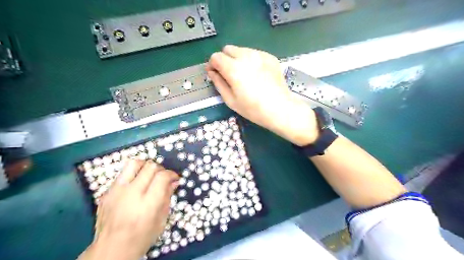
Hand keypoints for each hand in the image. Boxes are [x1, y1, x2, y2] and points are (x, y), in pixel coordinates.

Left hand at [77, 159, 178, 259]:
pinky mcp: (106, 192)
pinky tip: (135, 186)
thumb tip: (174, 181)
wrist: (110, 250)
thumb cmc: (141, 238)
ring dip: (145, 166)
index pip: (162, 176)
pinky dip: (133, 175)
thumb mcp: (161, 220)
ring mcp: (116, 192)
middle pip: (150, 167)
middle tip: (162, 177)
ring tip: (149, 175)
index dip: (171, 174)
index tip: (174, 178)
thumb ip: (167, 197)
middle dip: (161, 169)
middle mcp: (131, 194)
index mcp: (147, 204)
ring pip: (134, 163)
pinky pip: (122, 174)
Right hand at [206, 44, 319, 146]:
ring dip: (237, 59)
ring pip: (241, 50)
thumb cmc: (253, 109)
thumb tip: (212, 73)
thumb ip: (218, 83)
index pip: (216, 57)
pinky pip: (254, 53)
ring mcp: (260, 55)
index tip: (213, 72)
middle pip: (228, 49)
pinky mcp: (270, 57)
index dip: (212, 64)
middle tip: (227, 73)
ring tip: (242, 74)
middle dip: (224, 59)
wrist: (280, 109)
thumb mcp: (231, 100)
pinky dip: (250, 60)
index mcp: (234, 68)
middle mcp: (246, 57)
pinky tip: (255, 74)